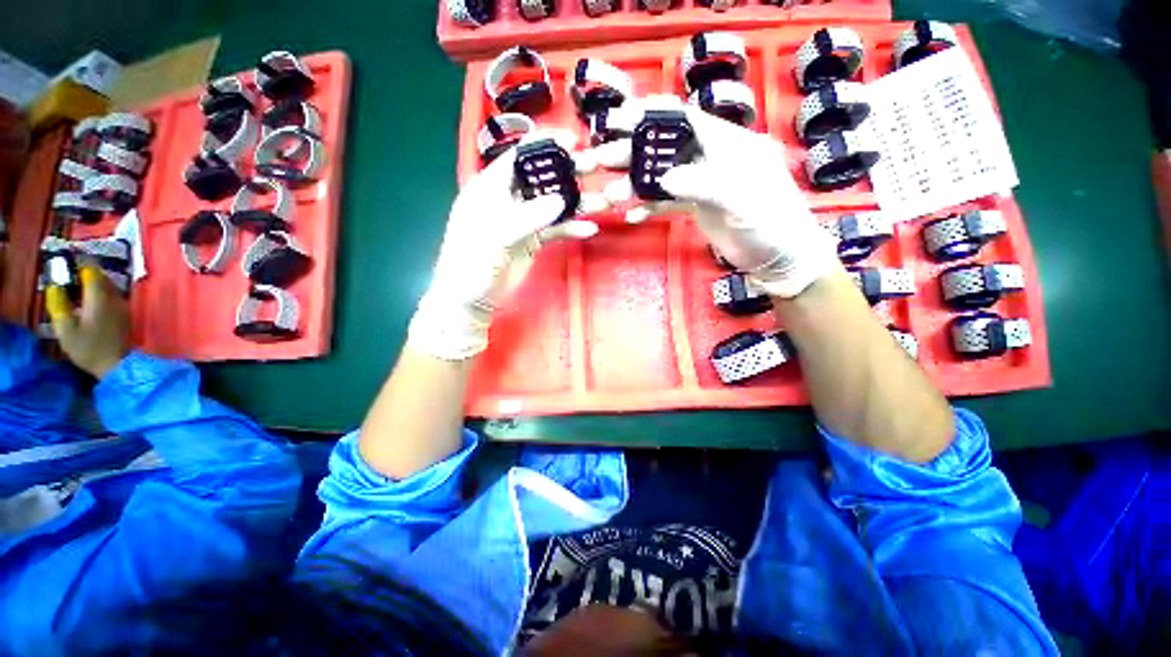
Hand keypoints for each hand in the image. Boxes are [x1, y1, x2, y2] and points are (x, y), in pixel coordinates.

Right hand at [46, 266, 130, 377]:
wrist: (117, 365)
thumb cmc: (88, 348)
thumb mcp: (65, 328)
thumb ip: (58, 304)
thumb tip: (54, 286)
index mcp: (99, 297)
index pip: (92, 270)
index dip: (79, 263)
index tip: (66, 260)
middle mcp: (114, 297)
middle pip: (100, 276)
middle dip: (84, 271)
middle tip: (67, 273)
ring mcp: (122, 305)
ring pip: (107, 285)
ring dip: (92, 282)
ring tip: (75, 286)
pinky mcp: (124, 314)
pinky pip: (111, 295)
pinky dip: (99, 292)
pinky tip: (87, 300)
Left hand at [407, 132, 602, 360]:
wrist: (471, 298)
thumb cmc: (472, 263)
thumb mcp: (495, 237)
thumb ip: (527, 217)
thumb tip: (560, 201)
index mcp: (490, 188)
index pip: (518, 157)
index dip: (544, 145)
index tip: (573, 140)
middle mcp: (509, 200)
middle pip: (542, 179)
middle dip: (568, 172)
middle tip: (595, 167)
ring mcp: (523, 221)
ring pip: (553, 206)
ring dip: (576, 203)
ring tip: (603, 201)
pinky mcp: (533, 241)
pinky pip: (556, 230)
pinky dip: (571, 229)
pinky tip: (589, 230)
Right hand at [601, 98, 837, 298]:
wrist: (777, 255)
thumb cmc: (770, 220)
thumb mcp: (741, 198)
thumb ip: (703, 184)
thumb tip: (665, 178)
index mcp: (726, 143)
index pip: (685, 118)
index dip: (652, 114)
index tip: (620, 117)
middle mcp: (710, 158)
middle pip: (666, 148)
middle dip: (634, 151)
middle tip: (603, 158)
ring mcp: (701, 183)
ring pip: (662, 177)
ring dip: (636, 184)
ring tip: (611, 195)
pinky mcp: (696, 206)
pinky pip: (667, 203)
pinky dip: (649, 208)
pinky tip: (633, 216)